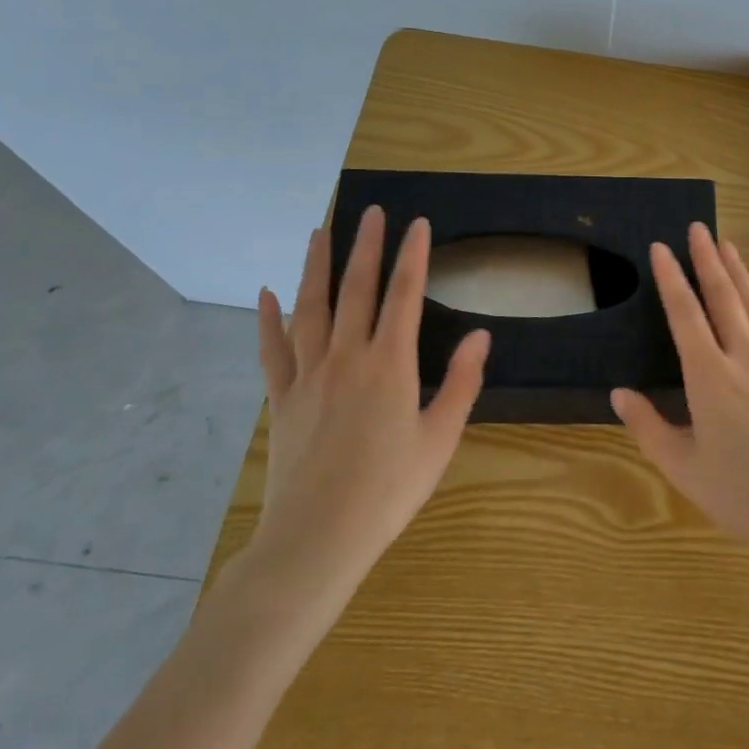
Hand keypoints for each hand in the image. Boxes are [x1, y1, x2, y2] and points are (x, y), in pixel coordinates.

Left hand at [246, 206, 489, 606]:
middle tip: (370, 211)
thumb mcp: (440, 438)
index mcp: (390, 364)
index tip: (416, 223)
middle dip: (365, 246)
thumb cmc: (389, 490)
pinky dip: (268, 319)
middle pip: (356, 289)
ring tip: (319, 232)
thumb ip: (461, 383)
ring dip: (316, 266)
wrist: (318, 538)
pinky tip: (266, 293)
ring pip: (311, 308)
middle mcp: (347, 357)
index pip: (404, 295)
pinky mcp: (283, 397)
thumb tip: (481, 335)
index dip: (412, 256)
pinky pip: (273, 349)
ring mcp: (309, 375)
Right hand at [610, 222, 748, 566]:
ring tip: (728, 247)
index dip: (671, 278)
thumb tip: (619, 394)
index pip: (685, 315)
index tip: (661, 248)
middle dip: (708, 260)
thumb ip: (648, 426)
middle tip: (699, 228)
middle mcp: (745, 360)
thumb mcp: (682, 466)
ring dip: (741, 275)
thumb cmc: (740, 493)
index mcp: (709, 377)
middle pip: (724, 298)